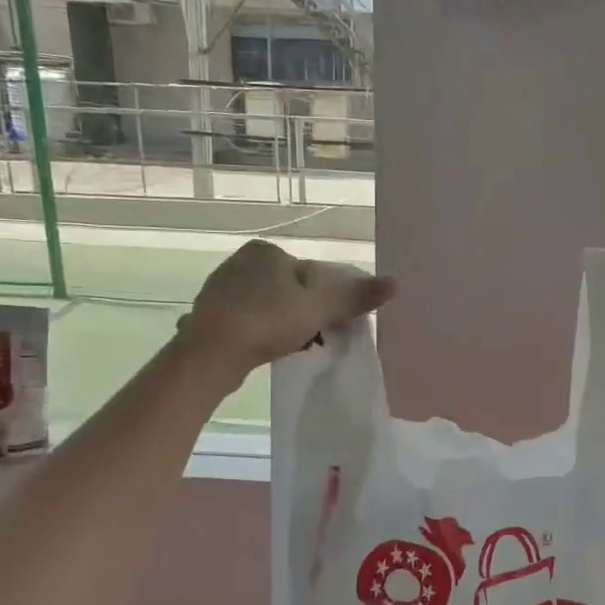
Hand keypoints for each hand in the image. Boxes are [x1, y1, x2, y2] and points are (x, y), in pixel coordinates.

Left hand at [175, 240, 395, 382]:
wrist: (210, 354)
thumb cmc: (267, 321)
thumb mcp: (318, 308)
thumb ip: (354, 296)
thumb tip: (395, 283)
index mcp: (266, 251)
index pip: (312, 273)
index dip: (328, 300)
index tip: (333, 325)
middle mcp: (240, 262)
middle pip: (291, 289)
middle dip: (306, 313)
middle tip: (317, 339)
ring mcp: (221, 288)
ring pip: (270, 306)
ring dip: (286, 325)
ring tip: (295, 348)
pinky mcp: (209, 314)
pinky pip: (249, 321)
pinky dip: (263, 333)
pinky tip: (269, 351)